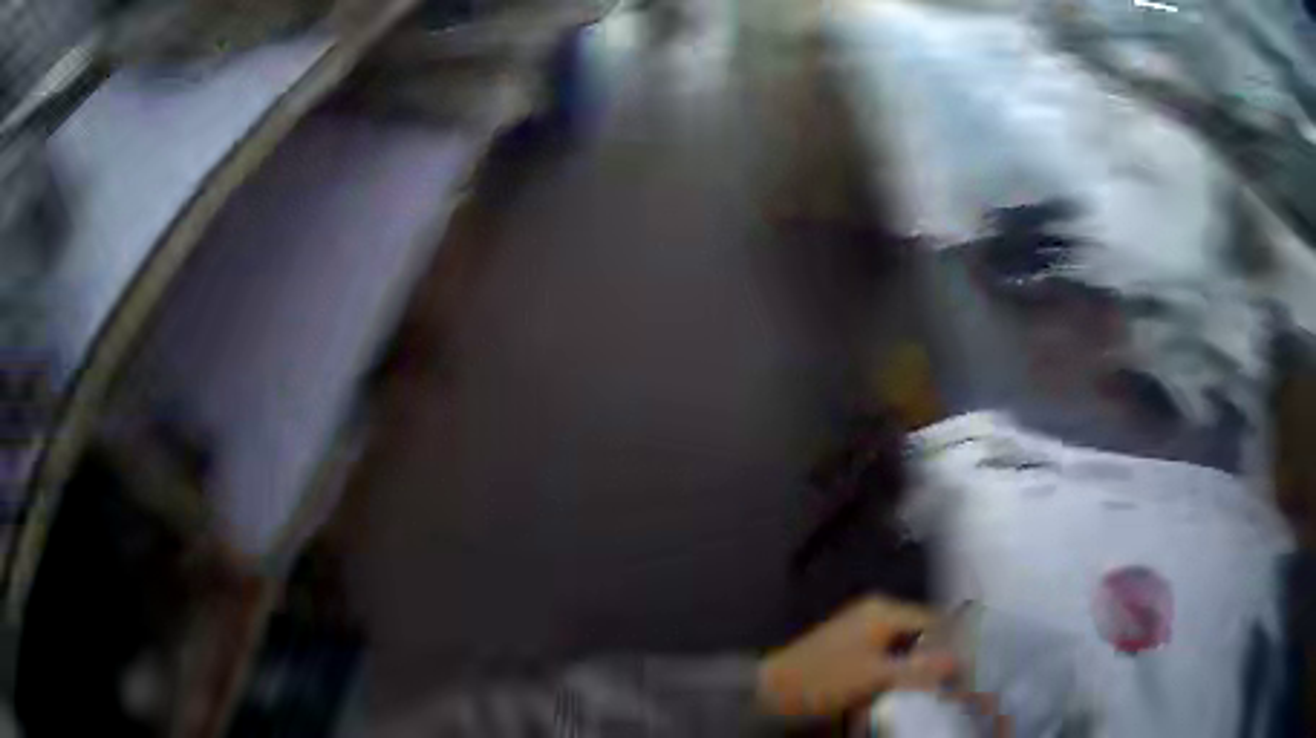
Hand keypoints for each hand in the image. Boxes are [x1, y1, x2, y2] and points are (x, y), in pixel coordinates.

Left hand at [755, 596, 956, 719]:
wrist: (770, 691)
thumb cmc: (824, 680)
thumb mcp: (875, 676)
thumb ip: (920, 669)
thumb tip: (962, 662)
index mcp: (885, 610)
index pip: (935, 621)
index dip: (954, 645)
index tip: (969, 670)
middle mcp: (877, 612)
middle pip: (922, 631)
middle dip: (939, 655)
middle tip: (956, 680)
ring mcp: (864, 628)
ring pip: (907, 644)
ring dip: (921, 663)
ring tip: (938, 685)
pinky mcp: (854, 646)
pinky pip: (890, 653)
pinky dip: (902, 667)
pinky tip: (909, 685)